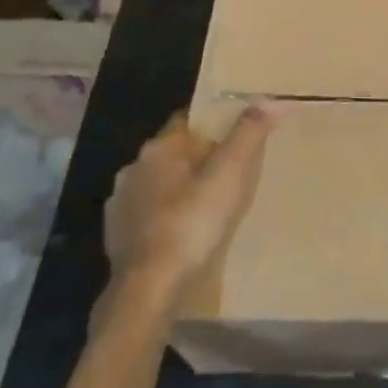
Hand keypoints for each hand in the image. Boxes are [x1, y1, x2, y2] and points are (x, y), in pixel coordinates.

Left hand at [102, 105, 273, 303]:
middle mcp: (133, 168)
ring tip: (205, 204)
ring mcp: (120, 203)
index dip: (211, 125)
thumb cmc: (191, 223)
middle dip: (195, 158)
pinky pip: (145, 214)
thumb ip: (248, 134)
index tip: (233, 136)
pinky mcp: (115, 235)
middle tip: (226, 172)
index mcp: (159, 148)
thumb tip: (271, 99)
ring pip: (156, 184)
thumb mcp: (229, 174)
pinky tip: (180, 232)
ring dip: (176, 188)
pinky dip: (162, 217)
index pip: (187, 121)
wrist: (148, 288)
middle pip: (172, 152)